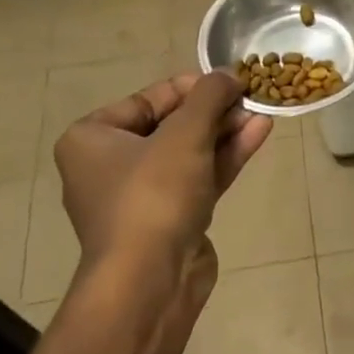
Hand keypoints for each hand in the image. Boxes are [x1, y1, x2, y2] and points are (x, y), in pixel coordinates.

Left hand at [51, 70, 270, 311]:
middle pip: (170, 125)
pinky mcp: (170, 219)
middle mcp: (110, 165)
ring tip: (262, 111)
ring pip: (188, 153)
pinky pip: (198, 177)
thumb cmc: (153, 195)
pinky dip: (225, 157)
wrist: (151, 280)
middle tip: (250, 96)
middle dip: (213, 111)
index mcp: (91, 139)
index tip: (228, 79)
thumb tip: (230, 73)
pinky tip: (258, 134)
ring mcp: (142, 196)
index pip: (146, 100)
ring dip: (225, 132)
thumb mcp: (184, 135)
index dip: (191, 87)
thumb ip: (209, 97)